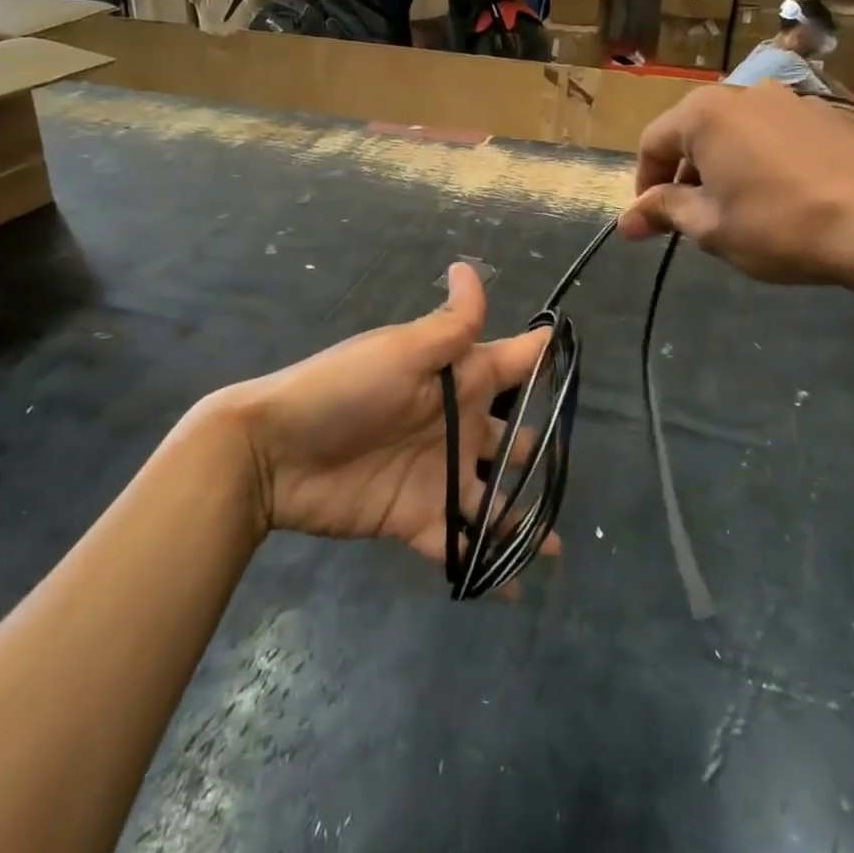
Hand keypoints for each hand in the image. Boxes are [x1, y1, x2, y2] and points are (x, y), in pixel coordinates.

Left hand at [226, 264, 555, 573]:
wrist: (274, 453)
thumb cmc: (344, 390)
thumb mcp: (400, 352)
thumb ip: (449, 325)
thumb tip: (467, 266)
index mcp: (455, 380)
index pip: (512, 364)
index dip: (544, 359)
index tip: (579, 360)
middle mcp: (455, 426)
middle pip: (511, 437)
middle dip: (541, 451)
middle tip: (574, 474)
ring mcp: (438, 475)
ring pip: (493, 497)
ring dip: (523, 517)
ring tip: (558, 547)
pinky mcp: (417, 518)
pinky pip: (460, 542)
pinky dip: (486, 563)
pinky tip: (516, 586)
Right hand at [616, 81, 853, 289]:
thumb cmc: (779, 225)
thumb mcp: (710, 226)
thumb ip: (664, 211)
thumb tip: (626, 220)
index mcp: (705, 113)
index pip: (653, 143)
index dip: (644, 185)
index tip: (651, 222)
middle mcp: (745, 92)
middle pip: (695, 133)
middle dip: (684, 175)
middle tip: (692, 218)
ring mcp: (792, 99)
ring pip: (737, 132)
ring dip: (724, 166)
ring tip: (738, 208)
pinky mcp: (830, 114)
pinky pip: (777, 134)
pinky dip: (763, 159)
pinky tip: (782, 195)